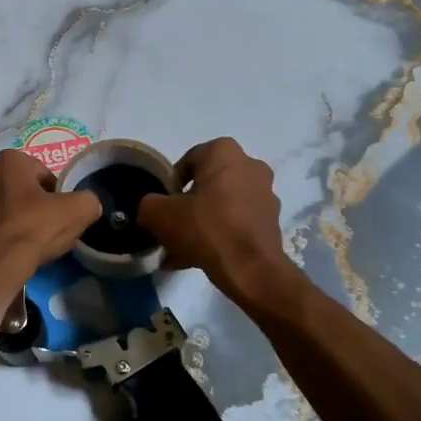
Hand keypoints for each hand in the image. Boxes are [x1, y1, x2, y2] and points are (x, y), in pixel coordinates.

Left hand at [0, 150, 100, 282]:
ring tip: (16, 236)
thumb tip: (86, 204)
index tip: (61, 213)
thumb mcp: (79, 210)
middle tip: (42, 226)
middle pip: (14, 186)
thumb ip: (87, 200)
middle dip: (26, 200)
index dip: (55, 193)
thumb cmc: (36, 229)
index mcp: (10, 161)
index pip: (41, 173)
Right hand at [138, 139, 297, 303]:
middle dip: (188, 206)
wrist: (250, 268)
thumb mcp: (159, 214)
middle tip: (171, 227)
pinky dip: (219, 236)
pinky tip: (198, 259)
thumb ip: (149, 204)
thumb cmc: (204, 227)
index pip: (188, 160)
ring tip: (180, 251)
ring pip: (222, 206)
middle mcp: (250, 166)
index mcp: (224, 152)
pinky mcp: (271, 221)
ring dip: (202, 224)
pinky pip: (236, 223)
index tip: (163, 204)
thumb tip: (152, 208)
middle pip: (207, 184)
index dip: (171, 183)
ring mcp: (265, 194)